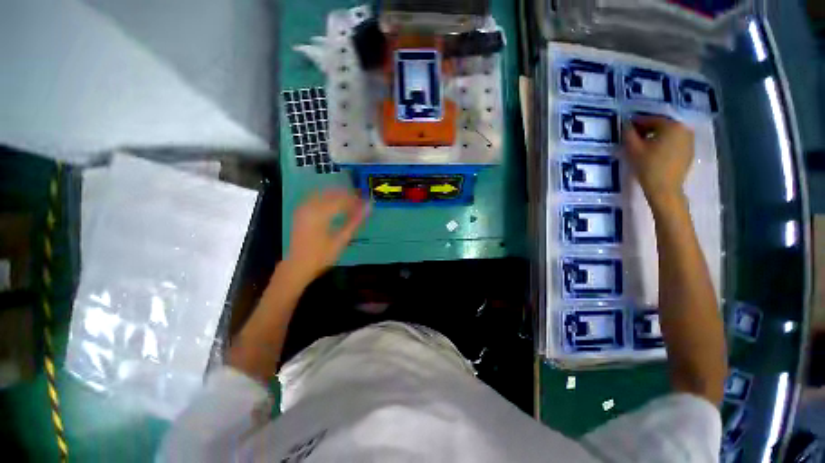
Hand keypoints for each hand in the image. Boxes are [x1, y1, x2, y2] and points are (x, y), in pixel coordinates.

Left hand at [284, 189, 369, 282]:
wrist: (298, 266)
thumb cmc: (321, 256)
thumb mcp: (341, 240)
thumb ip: (355, 221)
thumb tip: (368, 208)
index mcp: (319, 214)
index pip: (342, 199)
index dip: (356, 200)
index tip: (367, 204)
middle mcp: (310, 206)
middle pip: (333, 193)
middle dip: (348, 197)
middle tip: (360, 204)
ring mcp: (303, 208)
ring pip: (324, 193)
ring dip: (338, 196)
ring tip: (350, 204)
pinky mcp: (300, 211)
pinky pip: (316, 197)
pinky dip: (328, 198)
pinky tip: (335, 205)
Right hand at [622, 116, 693, 210]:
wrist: (665, 188)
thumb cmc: (648, 167)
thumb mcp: (633, 149)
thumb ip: (628, 134)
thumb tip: (626, 124)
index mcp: (672, 126)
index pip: (651, 119)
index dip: (637, 123)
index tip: (626, 127)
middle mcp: (684, 129)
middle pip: (662, 125)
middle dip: (647, 129)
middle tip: (634, 136)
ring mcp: (689, 140)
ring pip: (669, 133)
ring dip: (656, 136)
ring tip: (643, 144)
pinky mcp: (689, 151)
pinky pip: (674, 141)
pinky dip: (664, 143)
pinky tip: (654, 152)